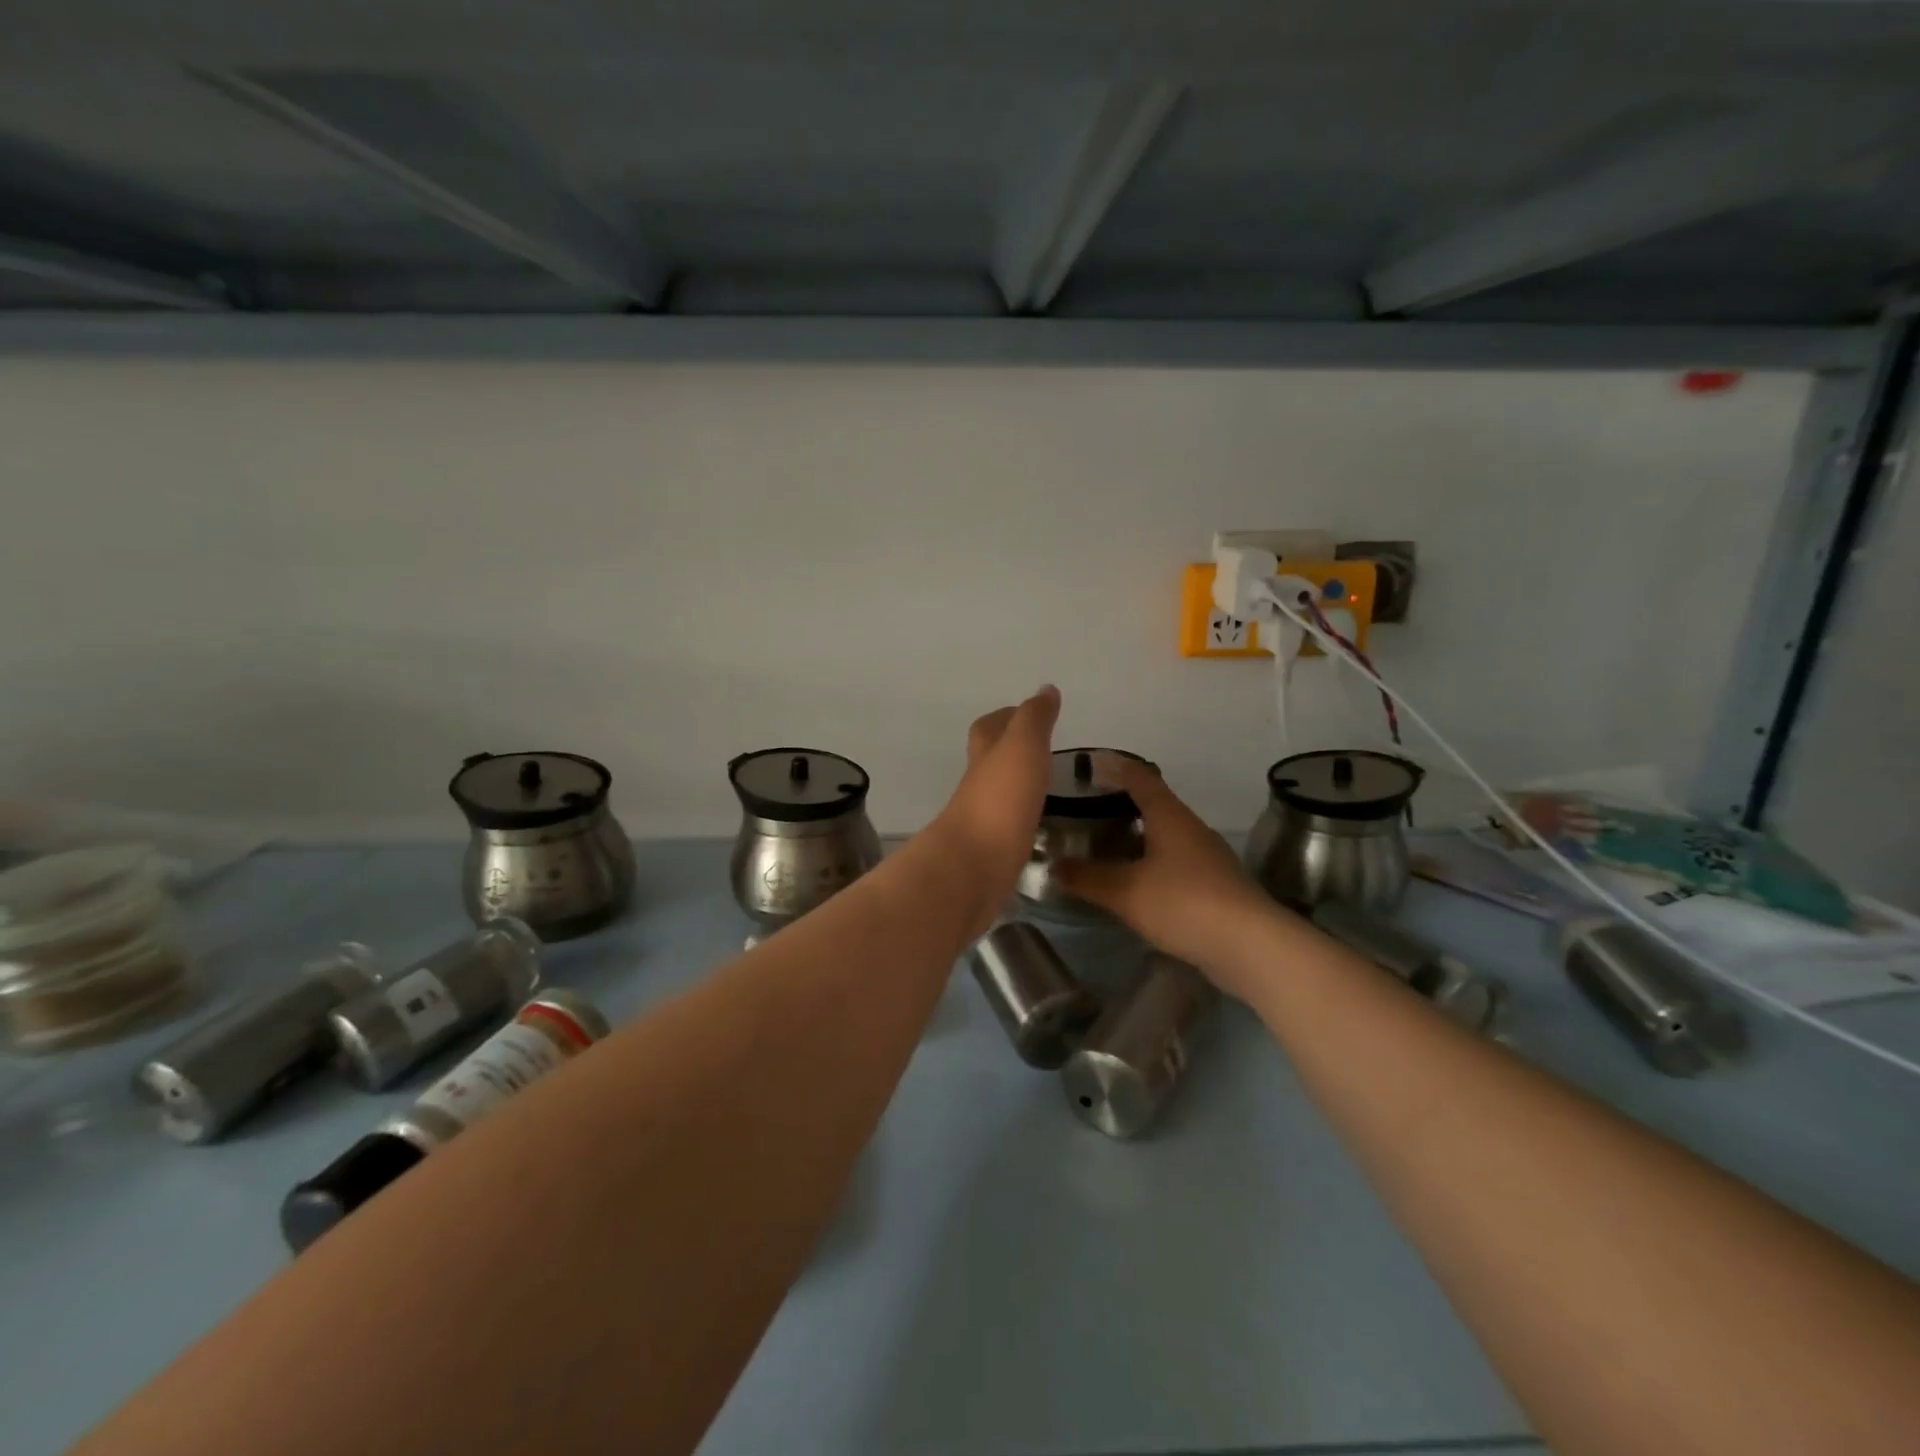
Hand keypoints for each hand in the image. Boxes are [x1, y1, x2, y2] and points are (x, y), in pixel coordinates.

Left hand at [928, 685, 1060, 910]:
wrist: (973, 867)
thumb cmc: (1000, 799)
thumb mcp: (1022, 747)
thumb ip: (1034, 719)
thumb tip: (1045, 689)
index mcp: (985, 755)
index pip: (990, 727)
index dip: (1007, 716)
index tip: (1031, 713)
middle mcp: (979, 785)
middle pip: (990, 760)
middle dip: (1011, 751)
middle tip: (1044, 750)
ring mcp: (983, 820)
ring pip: (1000, 794)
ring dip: (1018, 786)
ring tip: (1049, 785)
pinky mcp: (992, 851)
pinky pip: (1009, 827)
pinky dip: (1022, 819)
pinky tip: (1040, 824)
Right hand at [1055, 758, 1281, 991]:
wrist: (1252, 947)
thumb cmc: (1185, 904)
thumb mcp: (1126, 892)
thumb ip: (1087, 878)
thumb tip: (1053, 866)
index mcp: (1170, 817)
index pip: (1140, 778)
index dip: (1115, 767)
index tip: (1091, 762)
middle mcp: (1191, 829)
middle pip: (1155, 804)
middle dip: (1123, 802)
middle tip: (1088, 806)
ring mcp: (1207, 858)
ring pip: (1166, 835)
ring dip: (1138, 834)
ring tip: (1105, 843)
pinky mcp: (1216, 887)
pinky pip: (1176, 862)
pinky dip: (1151, 862)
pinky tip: (1135, 881)